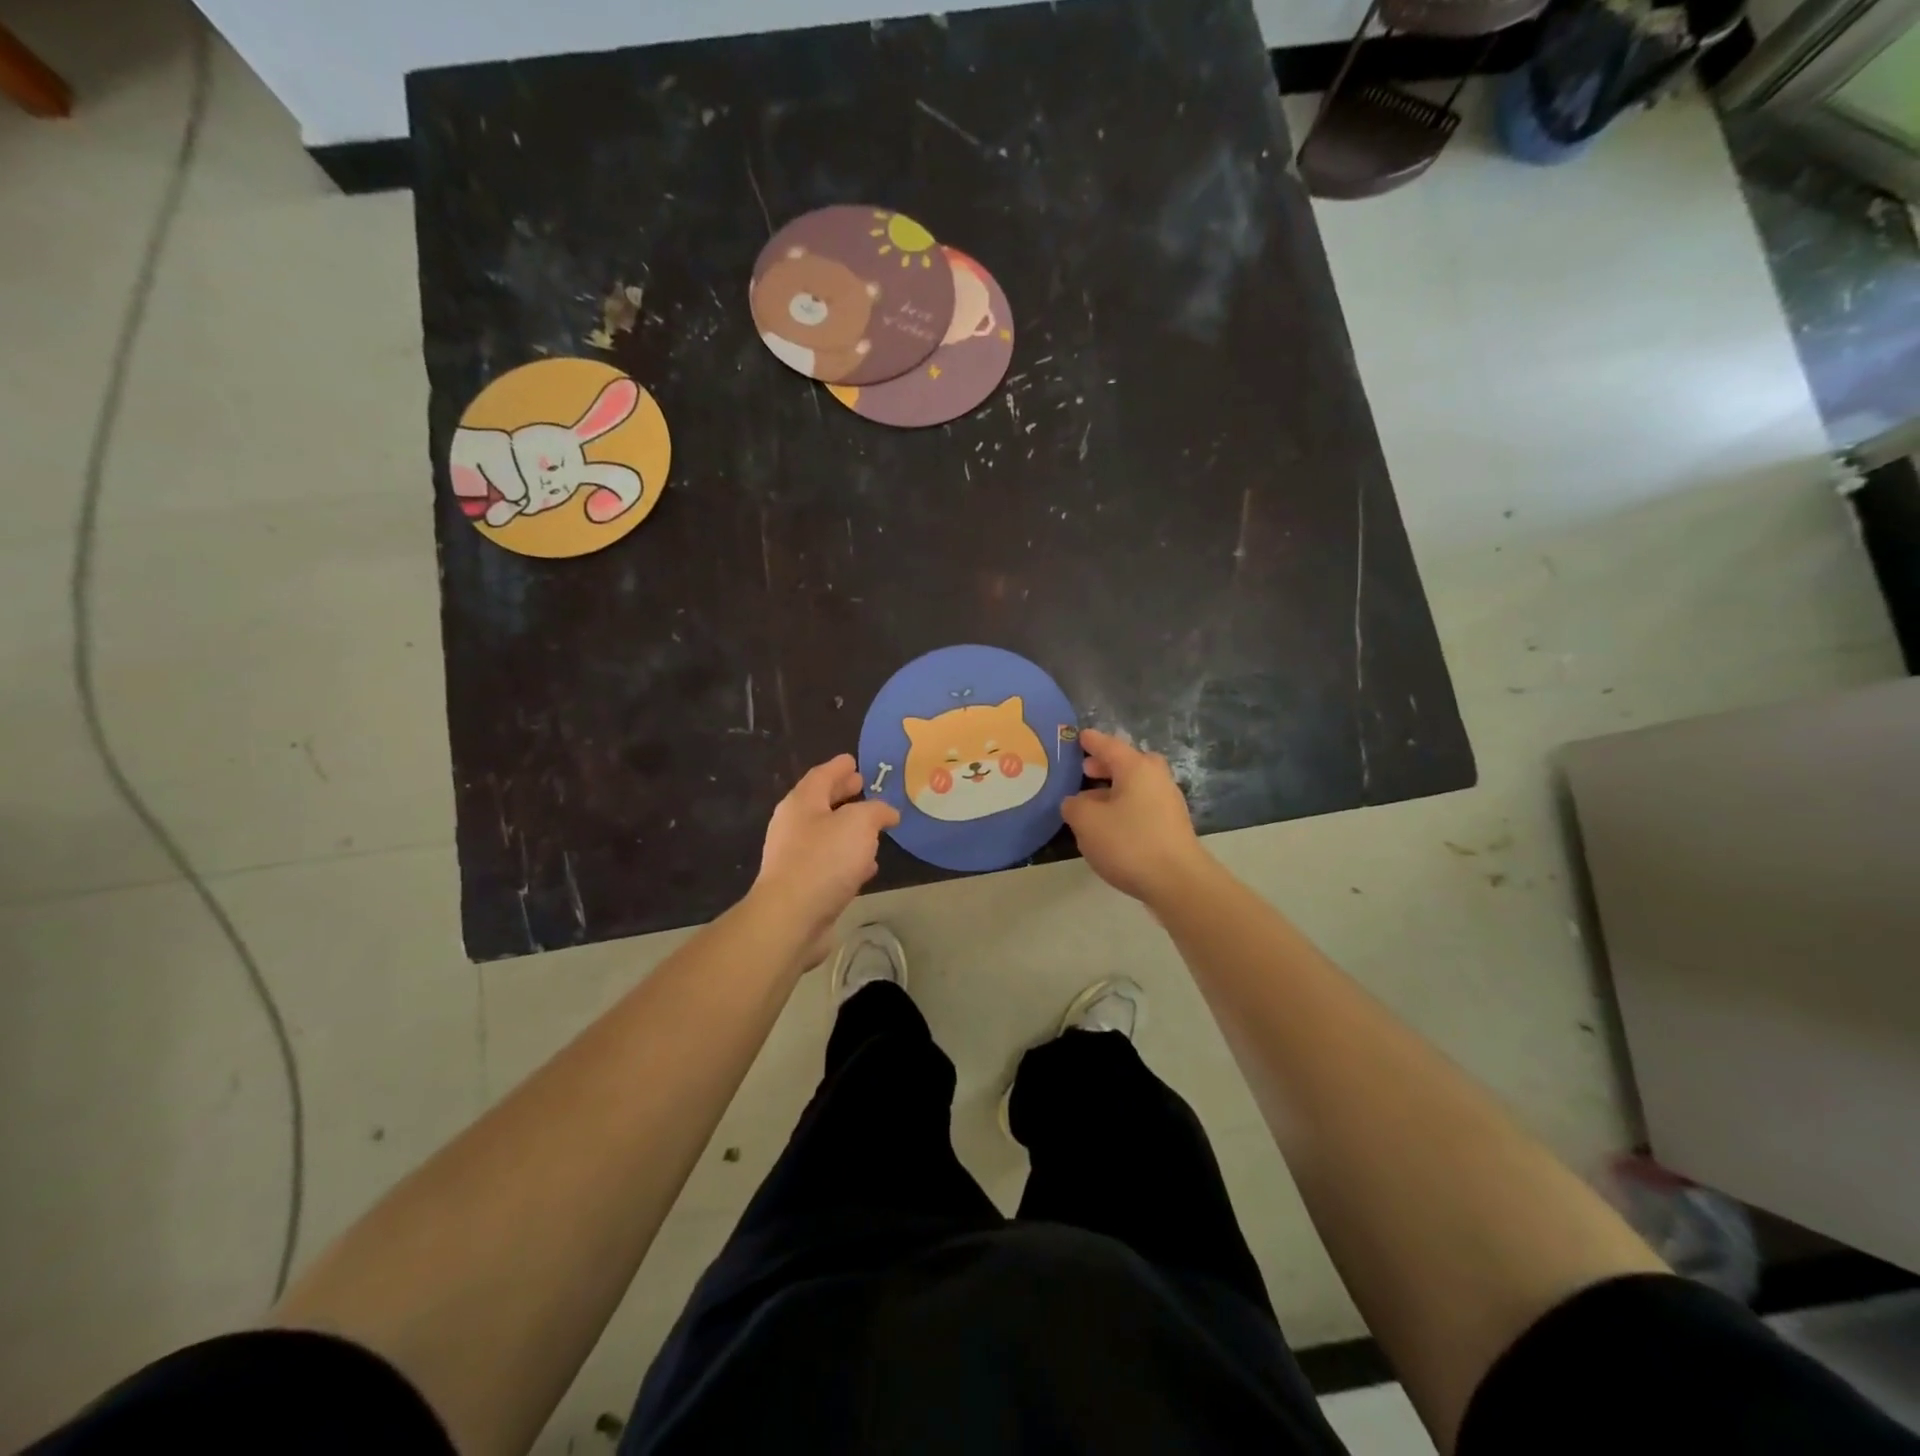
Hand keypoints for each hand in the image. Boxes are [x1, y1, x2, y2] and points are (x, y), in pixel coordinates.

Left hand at [753, 754, 899, 962]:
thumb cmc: (824, 860)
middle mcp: (794, 826)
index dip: (839, 767)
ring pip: (827, 834)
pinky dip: (848, 858)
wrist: (791, 918)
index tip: (853, 760)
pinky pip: (830, 862)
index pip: (822, 775)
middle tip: (863, 786)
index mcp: (802, 803)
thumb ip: (876, 811)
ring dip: (848, 828)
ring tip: (872, 826)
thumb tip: (888, 812)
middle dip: (843, 794)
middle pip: (821, 802)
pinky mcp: (803, 886)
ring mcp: (795, 857)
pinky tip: (867, 865)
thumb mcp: (859, 823)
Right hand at [1061, 729, 1210, 905]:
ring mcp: (1168, 802)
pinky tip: (1110, 826)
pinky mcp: (1172, 826)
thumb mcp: (1087, 822)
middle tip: (1085, 771)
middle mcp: (1156, 778)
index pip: (1109, 745)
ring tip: (1091, 803)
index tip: (1080, 736)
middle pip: (1129, 763)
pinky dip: (1125, 807)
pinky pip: (1142, 805)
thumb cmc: (1129, 843)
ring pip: (1136, 786)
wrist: (1178, 882)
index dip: (1091, 741)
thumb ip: (1074, 806)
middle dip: (1106, 765)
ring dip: (1114, 789)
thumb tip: (1075, 802)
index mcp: (1136, 768)